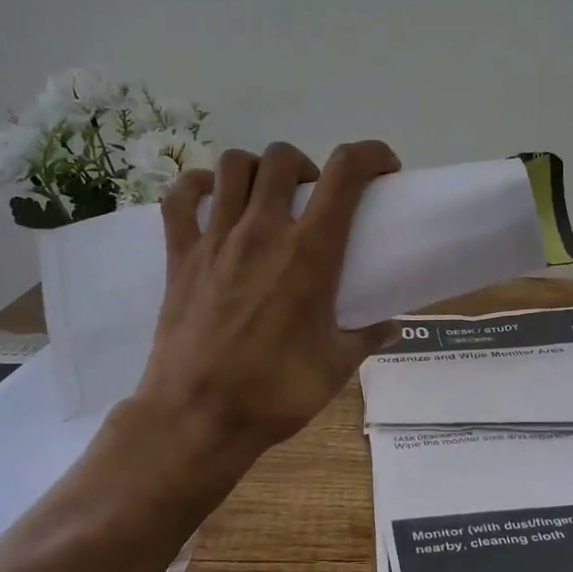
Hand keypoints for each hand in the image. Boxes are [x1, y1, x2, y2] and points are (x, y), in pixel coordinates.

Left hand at [129, 140, 401, 458]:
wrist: (198, 417)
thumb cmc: (276, 392)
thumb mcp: (336, 367)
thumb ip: (367, 338)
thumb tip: (392, 327)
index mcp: (311, 253)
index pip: (347, 173)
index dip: (371, 154)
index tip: (383, 169)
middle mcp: (263, 232)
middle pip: (283, 158)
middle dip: (308, 164)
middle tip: (315, 196)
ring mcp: (215, 240)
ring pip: (232, 167)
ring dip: (257, 170)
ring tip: (267, 197)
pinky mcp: (180, 256)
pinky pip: (180, 198)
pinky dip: (197, 187)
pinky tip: (211, 200)